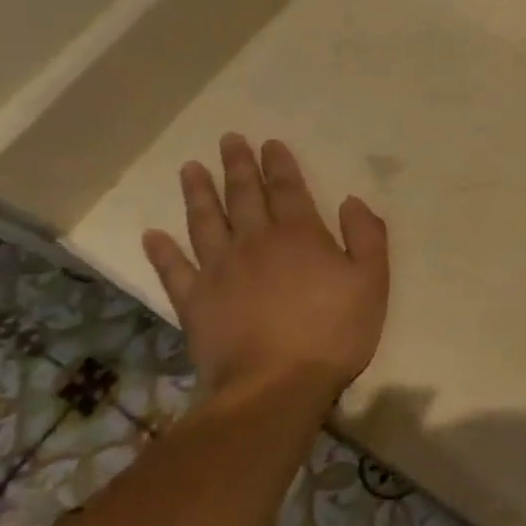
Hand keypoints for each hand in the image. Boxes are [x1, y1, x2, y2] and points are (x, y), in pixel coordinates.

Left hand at [142, 134, 389, 410]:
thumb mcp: (372, 281)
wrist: (276, 386)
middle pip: (244, 196)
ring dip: (198, 193)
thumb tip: (351, 201)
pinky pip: (174, 270)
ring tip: (190, 169)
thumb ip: (366, 237)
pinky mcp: (194, 301)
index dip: (279, 164)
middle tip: (229, 140)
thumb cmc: (334, 332)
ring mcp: (219, 271)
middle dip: (238, 166)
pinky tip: (153, 235)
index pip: (288, 189)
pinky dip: (162, 251)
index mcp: (300, 235)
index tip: (269, 143)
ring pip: (205, 222)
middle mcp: (255, 242)